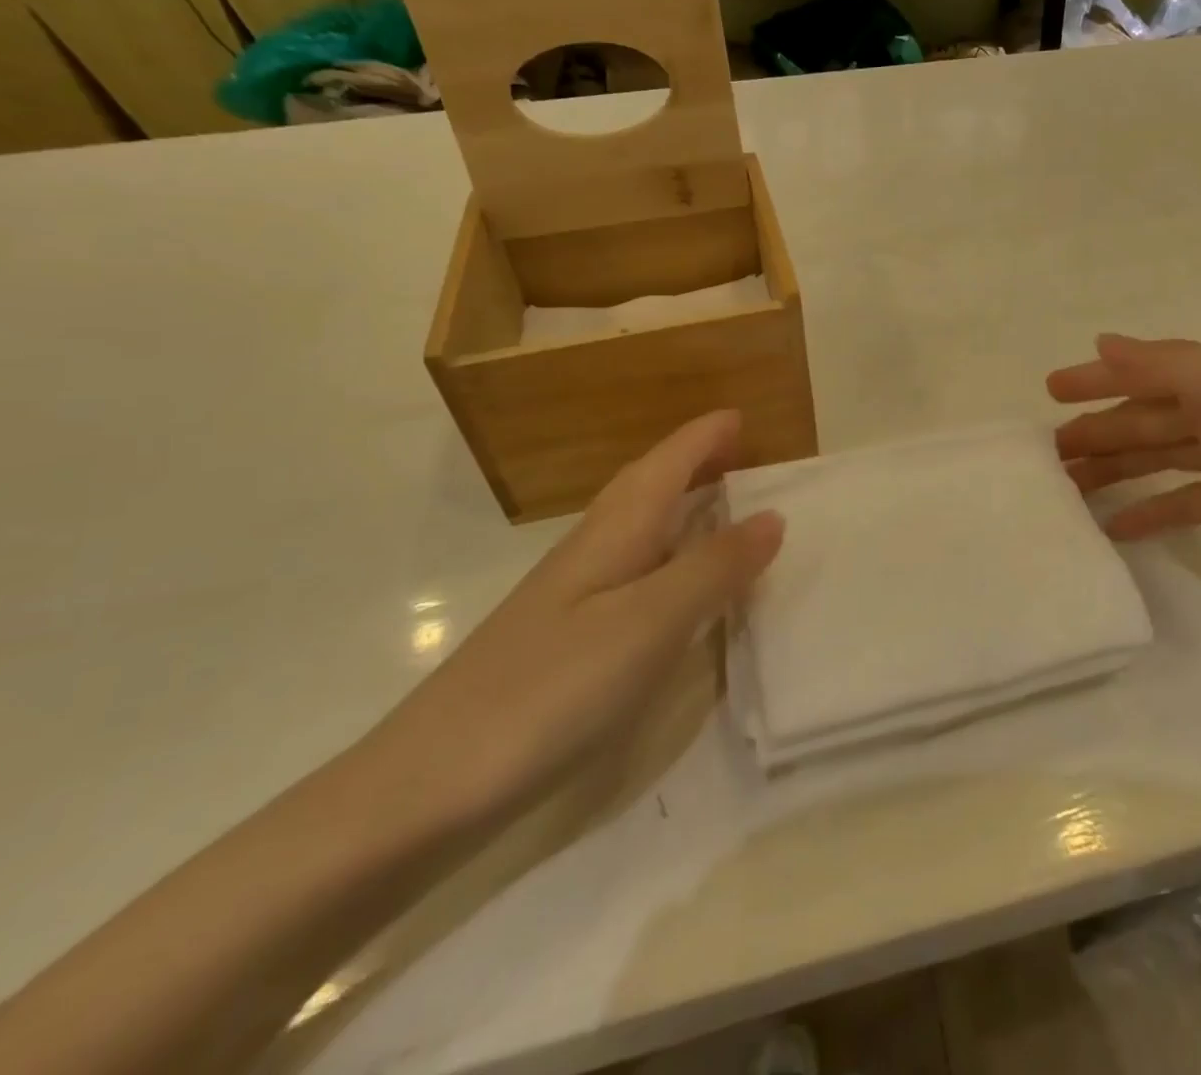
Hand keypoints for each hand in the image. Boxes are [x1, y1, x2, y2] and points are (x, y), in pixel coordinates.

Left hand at [364, 411, 782, 826]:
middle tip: (739, 451)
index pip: (665, 465)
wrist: (427, 785)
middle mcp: (591, 551)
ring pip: (636, 526)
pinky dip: (665, 553)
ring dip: (678, 501)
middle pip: (646, 485)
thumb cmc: (551, 690)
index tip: (742, 415)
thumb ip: (713, 568)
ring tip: (718, 502)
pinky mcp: (564, 637)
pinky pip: (631, 568)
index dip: (704, 437)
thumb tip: (773, 516)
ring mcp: (571, 596)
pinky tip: (673, 582)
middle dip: (691, 460)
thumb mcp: (649, 623)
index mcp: (613, 534)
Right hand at [1050, 335, 1200, 609]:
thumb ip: (1171, 365)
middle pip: (1148, 418)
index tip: (1048, 392)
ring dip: (1115, 470)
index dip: (1098, 379)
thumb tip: (1104, 341)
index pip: (1148, 371)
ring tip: (1066, 491)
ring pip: (1161, 459)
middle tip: (1044, 455)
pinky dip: (1154, 513)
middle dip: (1096, 430)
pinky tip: (1117, 529)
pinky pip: (1190, 504)